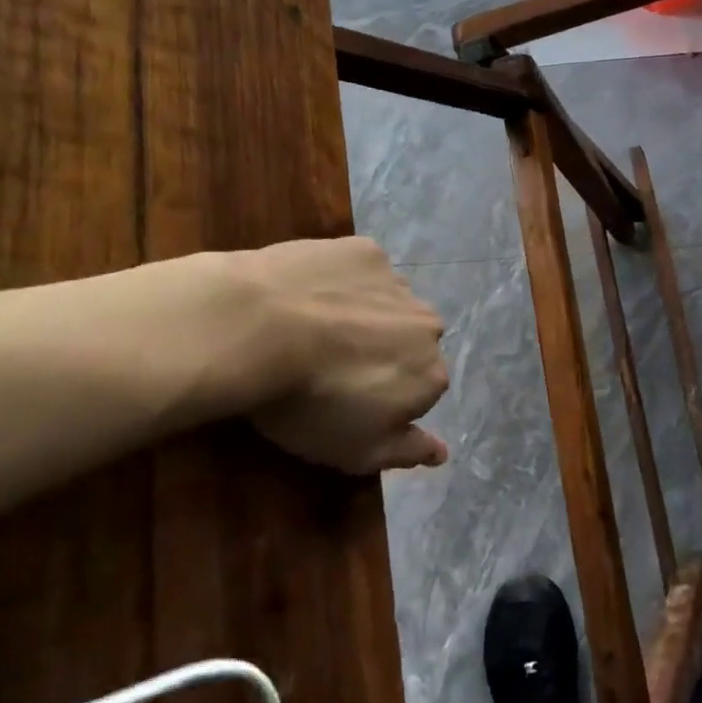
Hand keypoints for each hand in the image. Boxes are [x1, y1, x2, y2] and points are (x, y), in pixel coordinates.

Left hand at [87, 238, 449, 475]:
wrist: (258, 328)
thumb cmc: (307, 403)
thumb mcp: (355, 451)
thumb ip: (406, 451)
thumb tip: (443, 452)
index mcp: (431, 375)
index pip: (420, 391)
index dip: (384, 398)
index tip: (345, 402)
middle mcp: (427, 325)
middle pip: (409, 342)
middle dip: (381, 352)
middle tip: (330, 364)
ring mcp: (396, 282)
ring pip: (388, 303)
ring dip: (365, 314)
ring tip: (313, 327)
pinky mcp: (364, 249)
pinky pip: (362, 270)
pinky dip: (343, 281)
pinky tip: (309, 293)